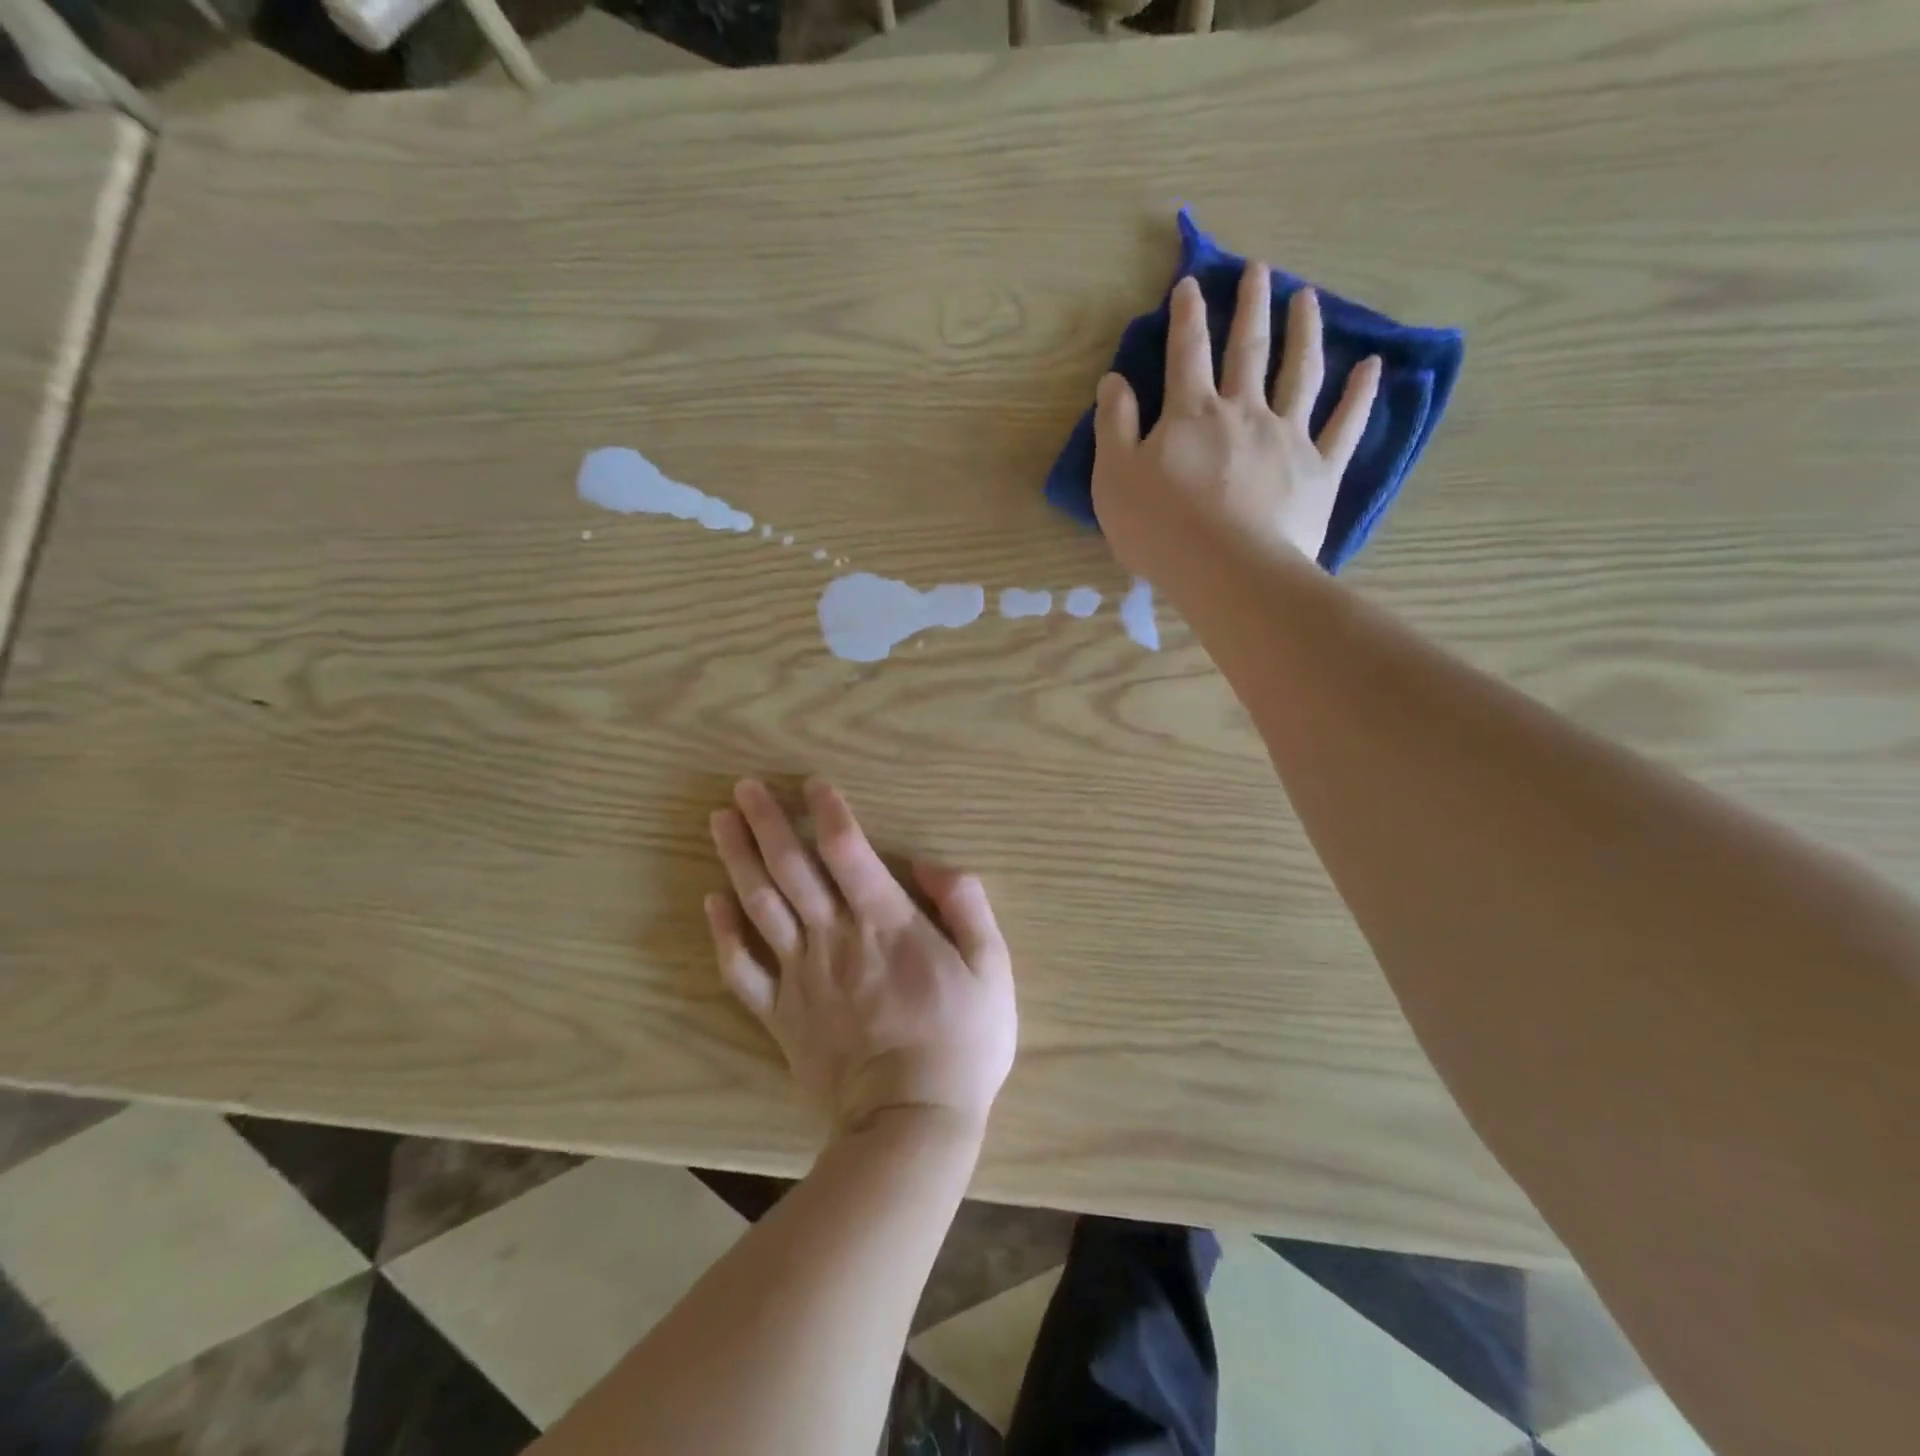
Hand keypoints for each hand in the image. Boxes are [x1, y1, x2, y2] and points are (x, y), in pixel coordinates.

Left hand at [706, 779, 1016, 1137]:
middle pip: (791, 868)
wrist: (910, 1123)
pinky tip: (711, 902)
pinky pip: (742, 970)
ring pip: (760, 905)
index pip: (847, 849)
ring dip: (737, 859)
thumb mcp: (993, 968)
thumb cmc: (961, 1042)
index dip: (827, 810)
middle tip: (743, 787)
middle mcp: (834, 937)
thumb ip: (966, 905)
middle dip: (766, 822)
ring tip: (718, 822)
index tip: (812, 784)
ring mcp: (801, 976)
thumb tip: (929, 863)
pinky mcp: (780, 1016)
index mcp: (885, 922)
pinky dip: (723, 934)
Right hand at [1091, 267, 1381, 583]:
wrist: (1228, 571)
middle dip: (1250, 306)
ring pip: (1299, 373)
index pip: (1186, 352)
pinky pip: (1345, 425)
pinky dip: (1360, 395)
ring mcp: (1288, 437)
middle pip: (1247, 349)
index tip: (1191, 284)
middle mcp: (1243, 411)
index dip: (1186, 316)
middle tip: (1258, 270)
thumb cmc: (1161, 529)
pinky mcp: (1320, 470)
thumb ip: (1114, 426)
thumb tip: (1114, 380)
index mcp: (1191, 414)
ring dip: (1304, 332)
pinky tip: (1372, 367)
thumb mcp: (1114, 478)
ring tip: (1307, 299)